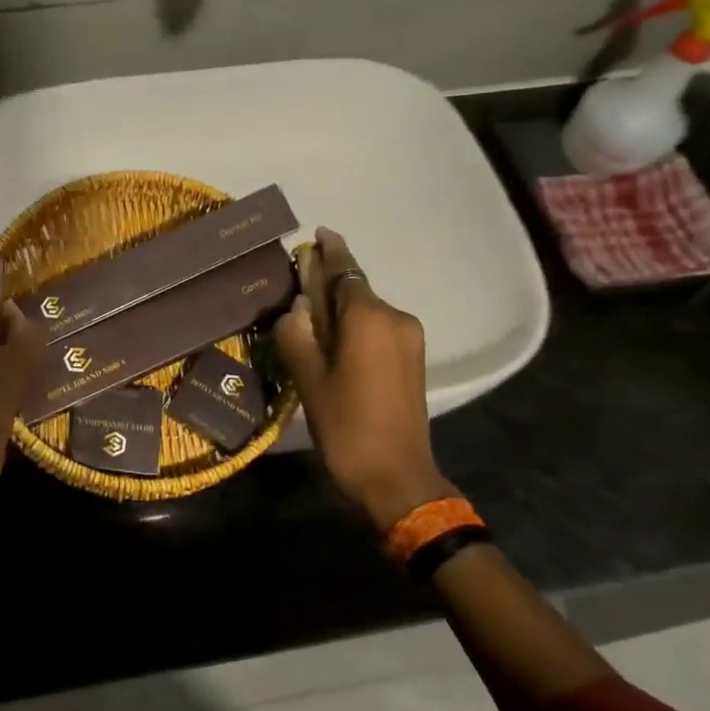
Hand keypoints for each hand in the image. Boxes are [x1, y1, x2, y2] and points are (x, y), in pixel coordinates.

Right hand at [274, 228, 452, 530]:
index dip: (330, 251)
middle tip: (296, 290)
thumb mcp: (309, 382)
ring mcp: (409, 339)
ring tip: (309, 323)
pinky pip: (379, 329)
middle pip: (356, 290)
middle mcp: (395, 318)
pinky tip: (335, 344)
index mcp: (369, 318)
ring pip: (368, 311)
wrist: (398, 477)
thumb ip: (298, 337)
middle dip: (328, 285)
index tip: (318, 233)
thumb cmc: (348, 428)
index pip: (346, 271)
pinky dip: (356, 328)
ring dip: (341, 310)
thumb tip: (295, 309)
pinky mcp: (413, 360)